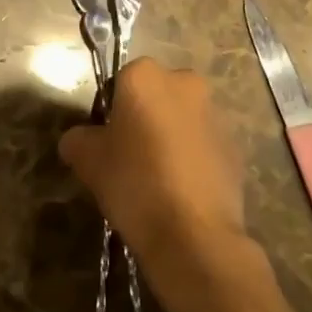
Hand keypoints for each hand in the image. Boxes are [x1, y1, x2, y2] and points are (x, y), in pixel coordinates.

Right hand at [58, 58, 248, 280]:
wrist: (194, 235)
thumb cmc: (135, 183)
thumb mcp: (88, 161)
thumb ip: (78, 139)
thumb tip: (77, 140)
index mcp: (145, 76)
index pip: (121, 82)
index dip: (111, 111)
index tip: (107, 141)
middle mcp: (184, 82)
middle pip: (156, 95)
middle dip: (145, 117)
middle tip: (130, 156)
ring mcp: (215, 113)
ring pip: (182, 118)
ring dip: (171, 136)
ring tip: (157, 178)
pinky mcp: (235, 146)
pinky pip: (203, 144)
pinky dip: (192, 158)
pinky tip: (181, 191)